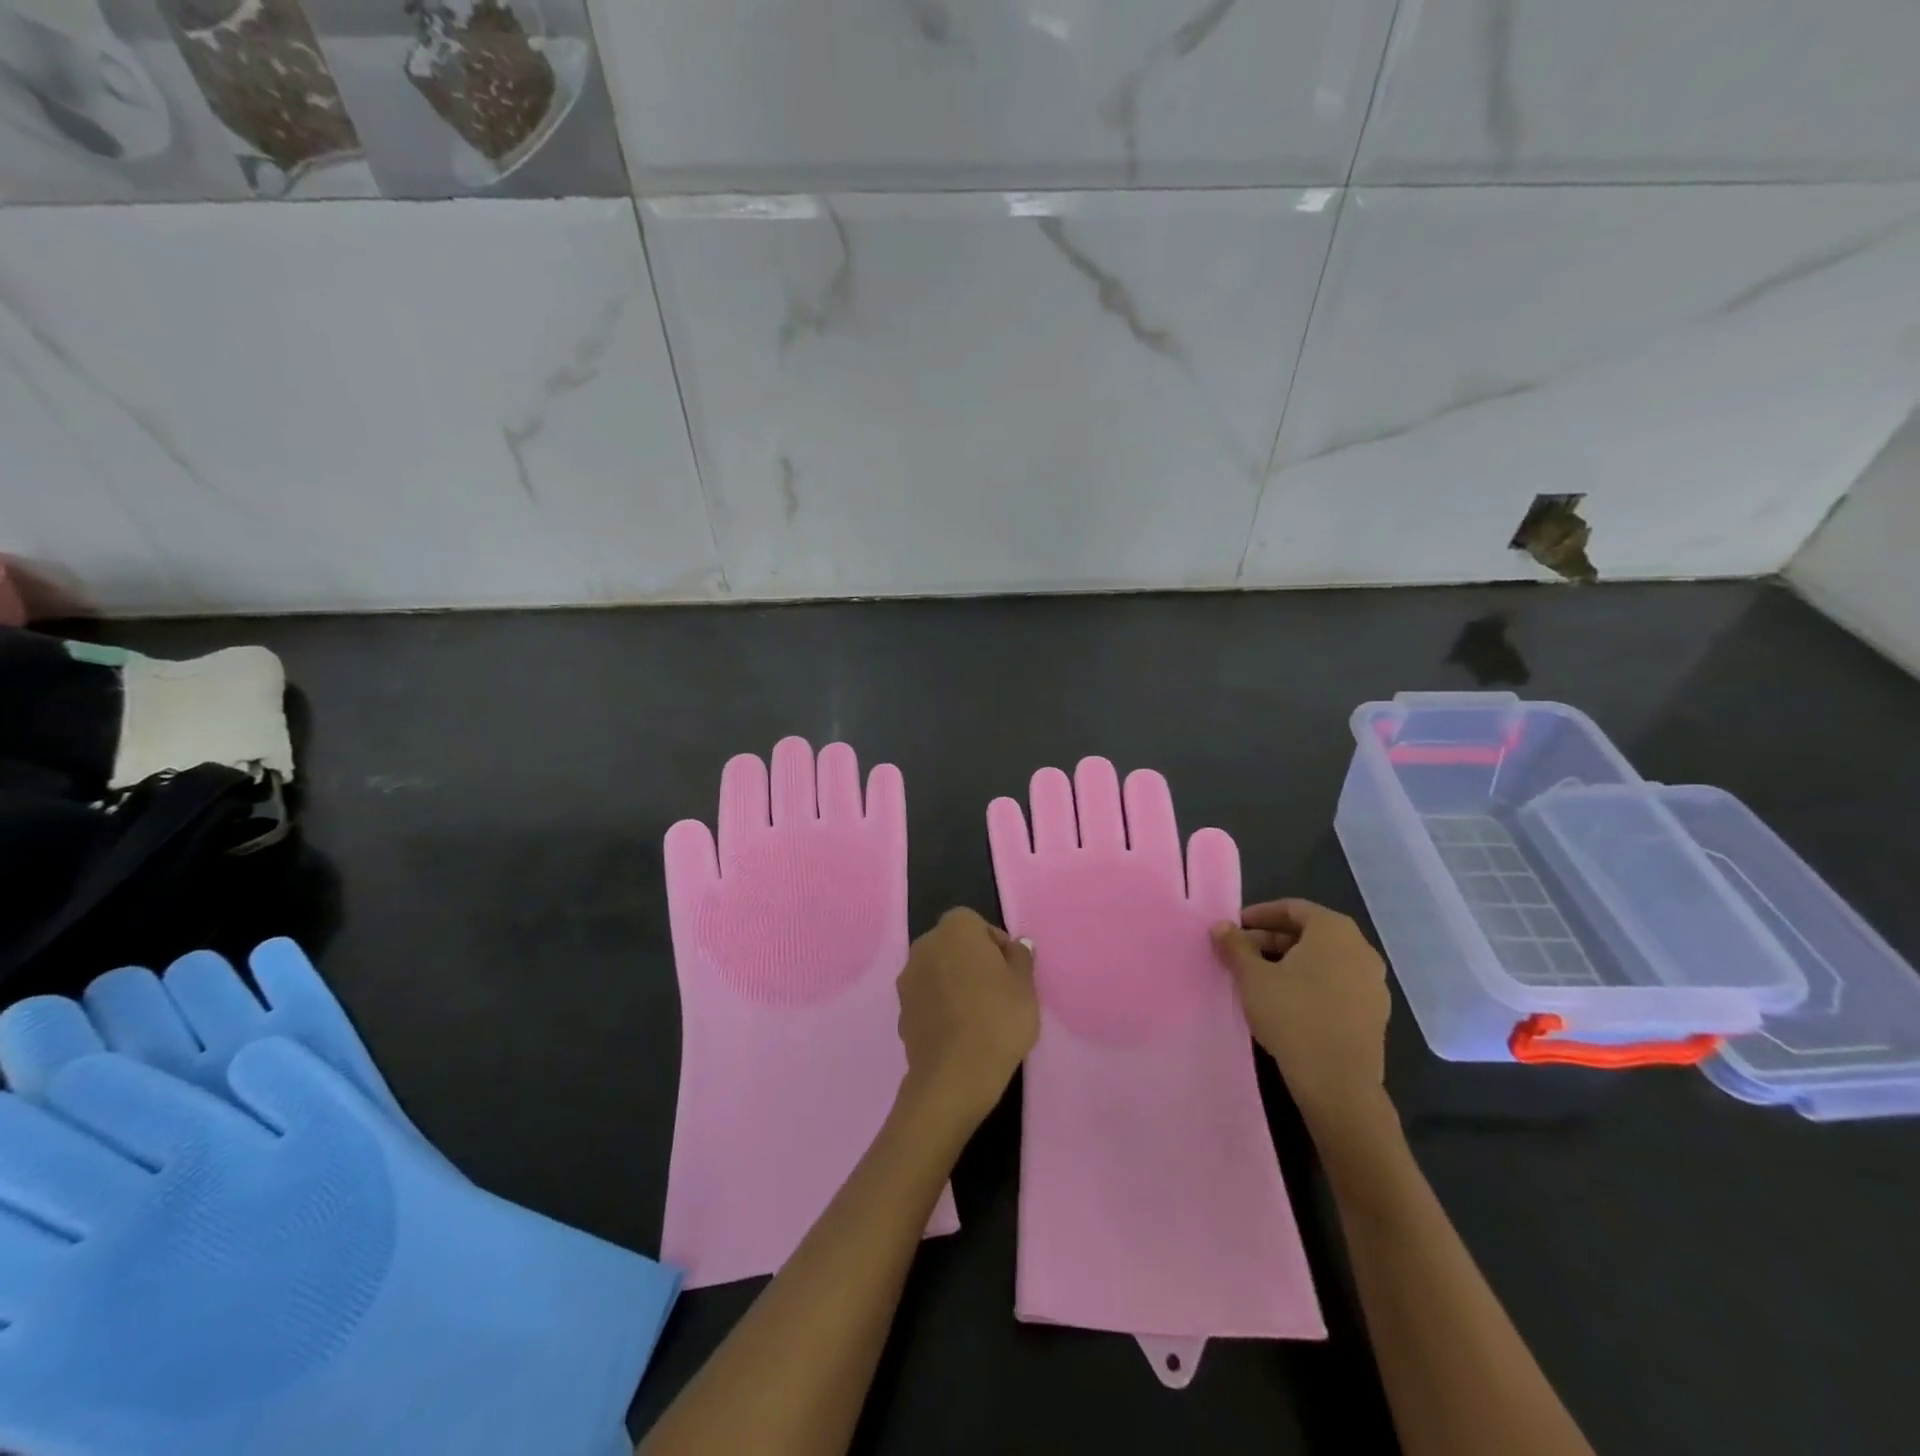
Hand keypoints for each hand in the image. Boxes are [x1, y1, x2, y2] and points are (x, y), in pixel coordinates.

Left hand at [896, 908, 1038, 1134]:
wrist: (954, 1074)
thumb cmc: (998, 1019)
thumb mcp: (1025, 986)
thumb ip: (1021, 958)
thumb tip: (1017, 945)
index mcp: (956, 929)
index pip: (976, 924)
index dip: (995, 945)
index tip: (1010, 971)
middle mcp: (925, 945)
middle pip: (953, 945)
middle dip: (972, 961)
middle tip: (997, 991)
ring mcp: (908, 978)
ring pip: (938, 971)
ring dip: (953, 983)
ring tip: (978, 1014)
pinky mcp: (901, 1010)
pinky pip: (927, 998)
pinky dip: (940, 1006)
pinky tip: (958, 1031)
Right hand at [1211, 899, 1391, 1140]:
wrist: (1338, 1083)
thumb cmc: (1292, 1016)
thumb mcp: (1252, 977)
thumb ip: (1235, 946)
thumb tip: (1221, 927)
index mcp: (1334, 931)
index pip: (1293, 908)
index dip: (1260, 915)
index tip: (1235, 928)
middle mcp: (1360, 949)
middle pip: (1310, 933)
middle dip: (1272, 939)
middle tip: (1241, 953)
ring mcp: (1373, 982)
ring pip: (1324, 960)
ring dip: (1291, 962)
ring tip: (1259, 978)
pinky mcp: (1374, 1012)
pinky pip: (1337, 984)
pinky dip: (1311, 983)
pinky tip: (1286, 1002)